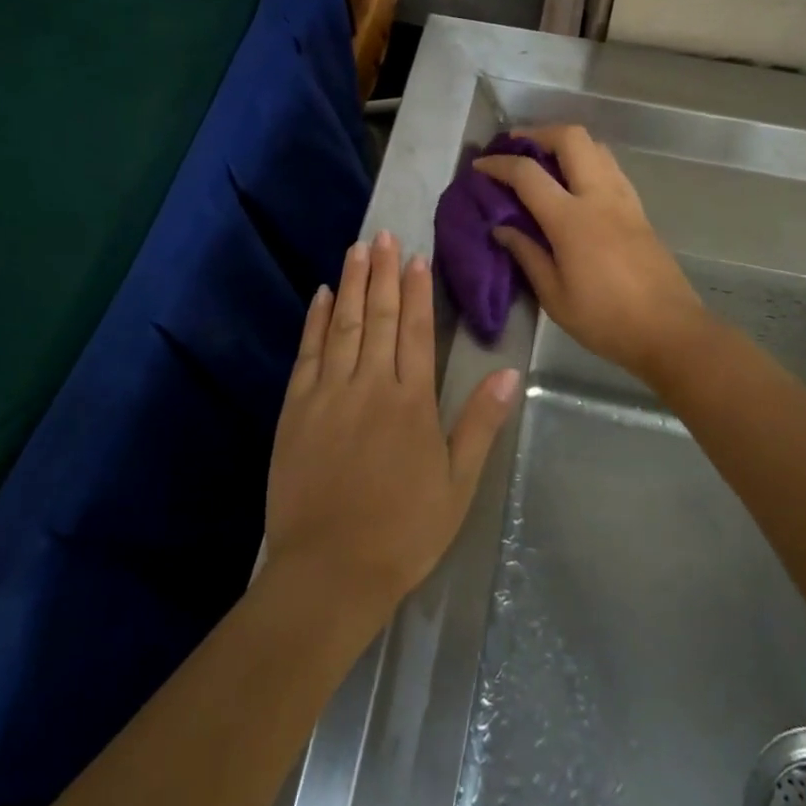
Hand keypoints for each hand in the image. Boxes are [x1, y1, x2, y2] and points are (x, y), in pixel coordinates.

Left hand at [264, 231, 518, 618]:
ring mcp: (329, 393)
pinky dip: (316, 320)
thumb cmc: (403, 530)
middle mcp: (370, 385)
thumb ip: (480, 423)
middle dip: (383, 272)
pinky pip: (308, 353)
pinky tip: (323, 295)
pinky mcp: (296, 409)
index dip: (418, 290)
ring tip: (357, 248)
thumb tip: (509, 371)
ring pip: (344, 325)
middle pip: (380, 316)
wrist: (330, 571)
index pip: (417, 330)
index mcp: (411, 401)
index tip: (416, 256)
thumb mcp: (457, 483)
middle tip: (383, 234)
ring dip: (353, 283)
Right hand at [475, 125, 704, 379]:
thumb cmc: (605, 319)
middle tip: (516, 148)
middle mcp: (599, 197)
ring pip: (596, 147)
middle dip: (539, 134)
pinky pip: (610, 168)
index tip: (480, 166)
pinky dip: (587, 161)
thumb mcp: (554, 296)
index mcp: (572, 219)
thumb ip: (527, 255)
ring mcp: (624, 200)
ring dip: (566, 144)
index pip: (528, 174)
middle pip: (571, 138)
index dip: (499, 164)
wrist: (670, 331)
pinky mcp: (639, 210)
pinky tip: (574, 185)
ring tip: (544, 162)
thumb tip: (502, 229)